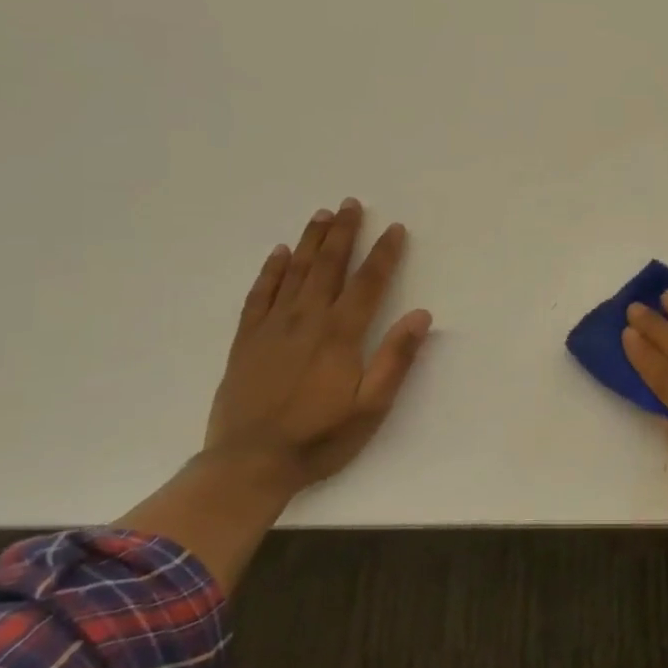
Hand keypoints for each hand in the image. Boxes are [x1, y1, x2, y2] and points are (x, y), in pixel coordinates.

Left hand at [204, 199, 432, 490]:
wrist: (249, 463)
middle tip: (350, 203)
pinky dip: (270, 271)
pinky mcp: (247, 340)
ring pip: (294, 272)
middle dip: (342, 233)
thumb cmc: (320, 437)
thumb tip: (421, 314)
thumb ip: (396, 358)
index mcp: (340, 334)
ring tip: (321, 215)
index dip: (383, 253)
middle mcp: (306, 320)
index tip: (394, 228)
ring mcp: (272, 327)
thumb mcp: (371, 407)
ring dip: (309, 241)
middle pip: (328, 266)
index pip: (368, 283)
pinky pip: (259, 294)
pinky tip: (278, 253)